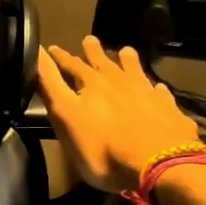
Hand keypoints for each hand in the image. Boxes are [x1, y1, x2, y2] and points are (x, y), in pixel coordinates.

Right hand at [37, 37, 198, 192]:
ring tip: (126, 51)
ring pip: (135, 72)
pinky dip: (156, 89)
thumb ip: (51, 84)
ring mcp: (148, 95)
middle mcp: (121, 83)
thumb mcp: (65, 116)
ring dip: (128, 62)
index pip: (73, 65)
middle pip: (105, 63)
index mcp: (93, 85)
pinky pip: (161, 94)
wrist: (158, 165)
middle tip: (90, 39)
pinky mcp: (169, 111)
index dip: (61, 57)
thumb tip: (37, 50)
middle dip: (94, 52)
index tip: (53, 48)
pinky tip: (158, 88)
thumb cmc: (103, 148)